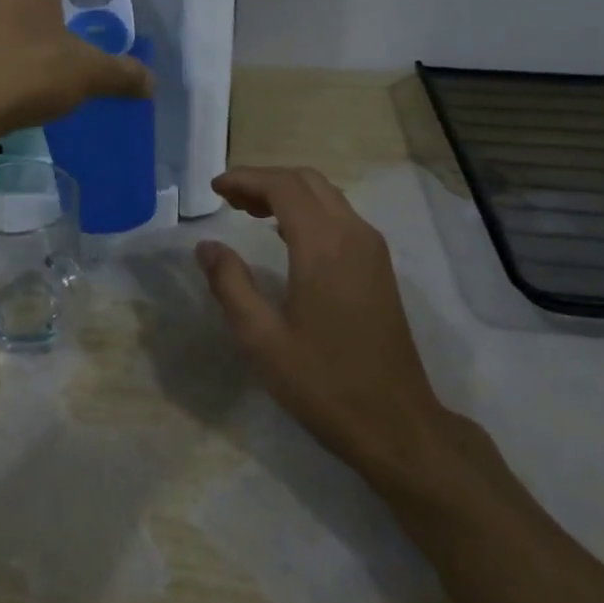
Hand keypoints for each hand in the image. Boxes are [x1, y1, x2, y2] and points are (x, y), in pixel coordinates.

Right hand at [196, 167, 460, 490]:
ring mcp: (372, 249)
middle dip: (265, 180)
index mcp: (323, 245)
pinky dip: (308, 211)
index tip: (214, 188)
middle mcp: (353, 234)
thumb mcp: (262, 339)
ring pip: (327, 196)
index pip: (282, 186)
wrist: (396, 424)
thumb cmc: (323, 383)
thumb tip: (207, 246)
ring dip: (288, 194)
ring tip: (250, 212)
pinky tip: (286, 237)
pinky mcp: (379, 267)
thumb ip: (230, 285)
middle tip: (229, 199)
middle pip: (307, 181)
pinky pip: (340, 217)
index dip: (245, 179)